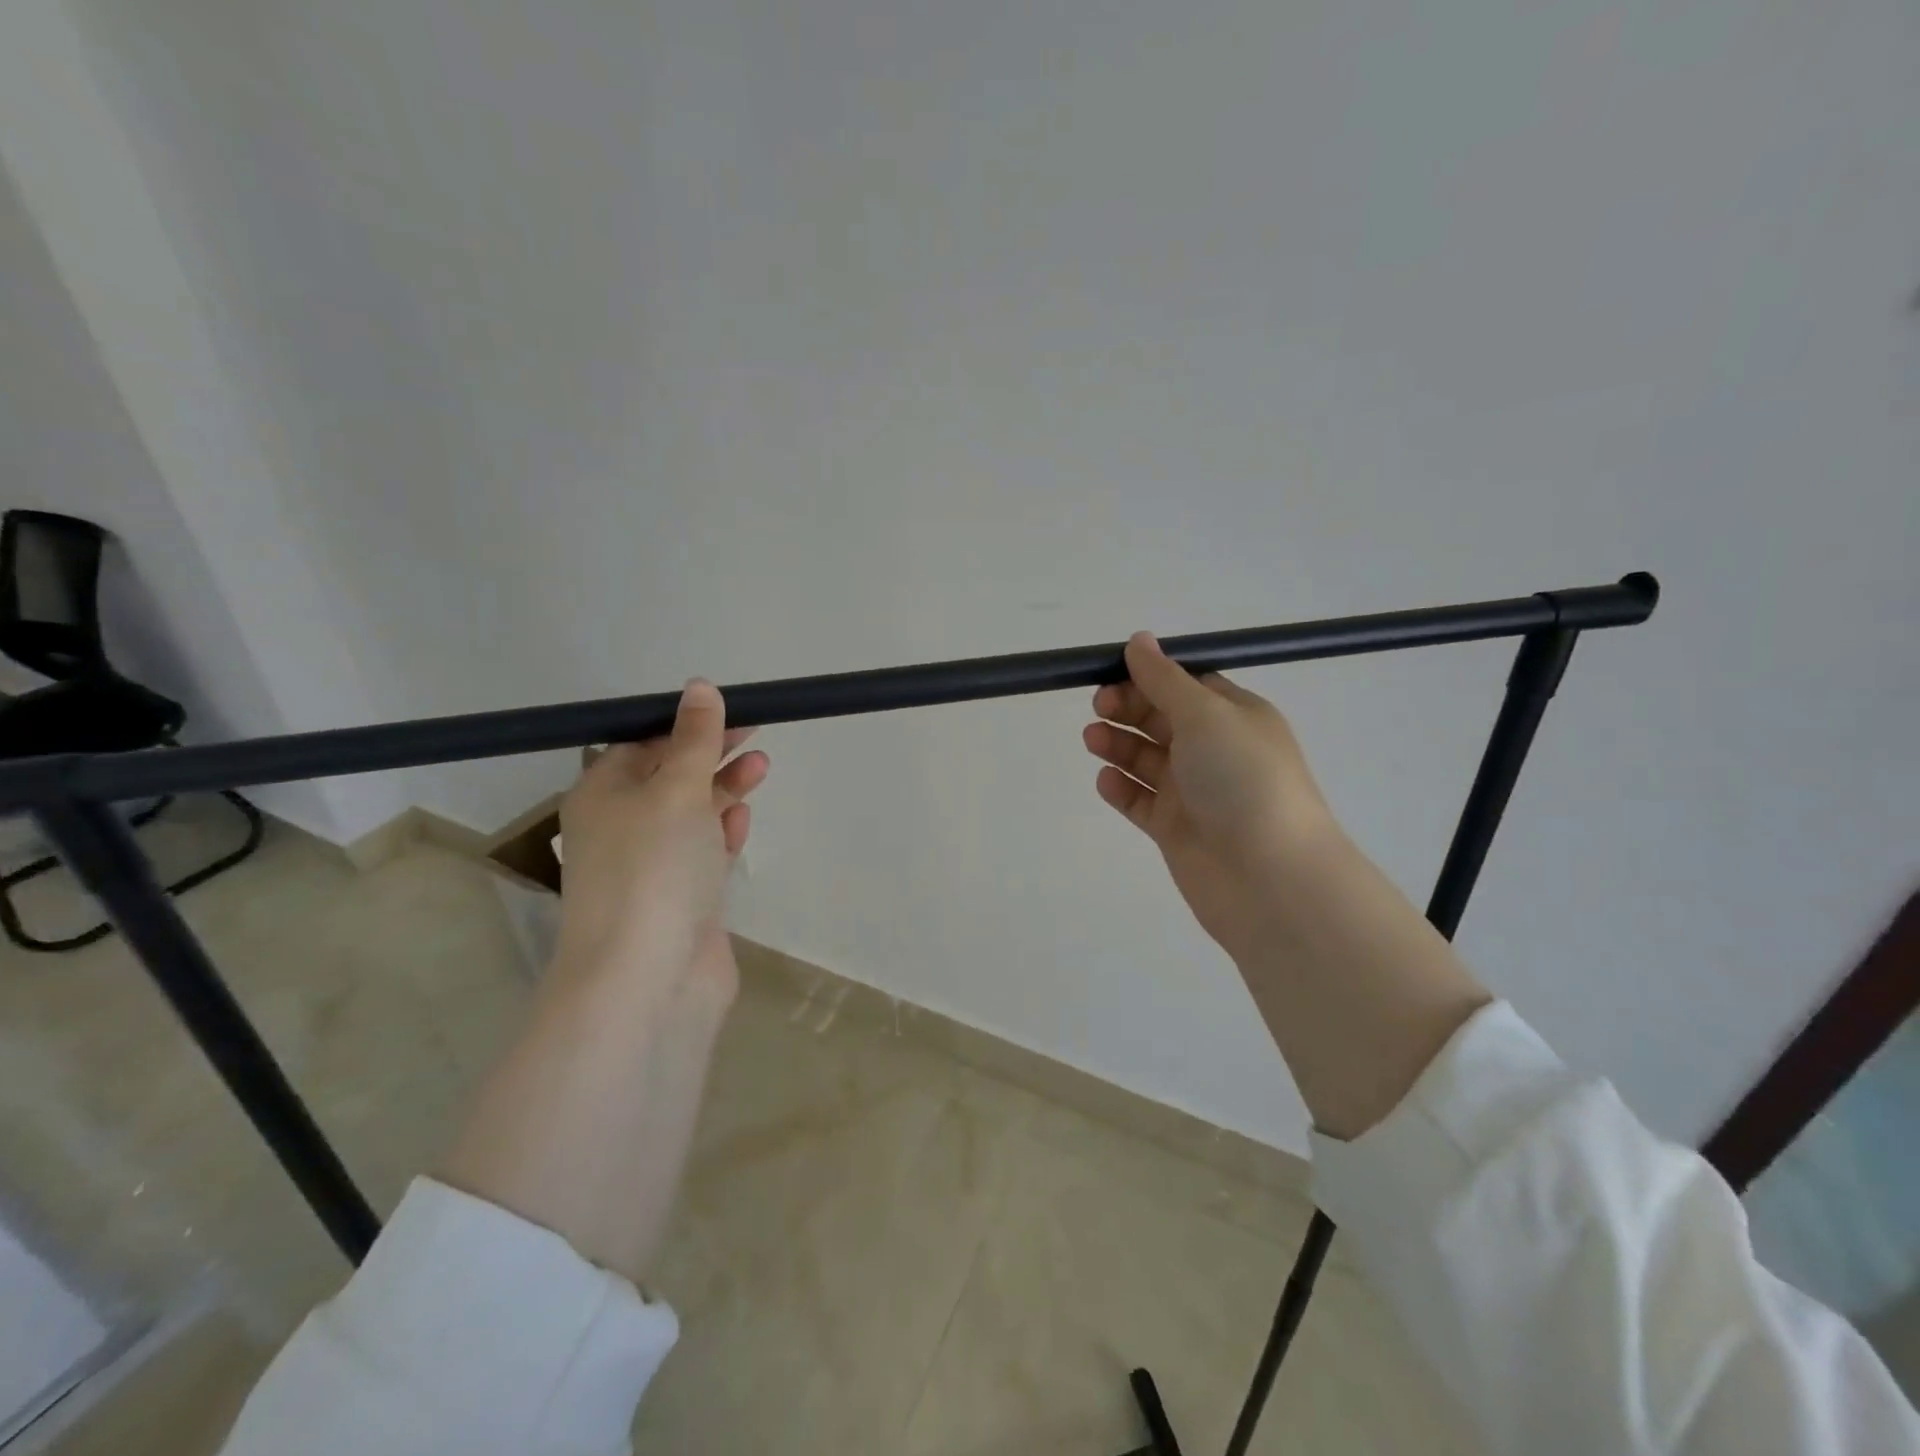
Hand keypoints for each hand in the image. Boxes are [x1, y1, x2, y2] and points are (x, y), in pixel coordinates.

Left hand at [551, 680, 768, 1010]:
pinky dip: (721, 833)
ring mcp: (651, 867)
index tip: (730, 709)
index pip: (641, 744)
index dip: (685, 724)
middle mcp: (621, 827)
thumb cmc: (654, 868)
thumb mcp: (677, 789)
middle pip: (670, 777)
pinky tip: (741, 820)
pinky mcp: (681, 899)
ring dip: (724, 789)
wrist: (647, 979)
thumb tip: (699, 687)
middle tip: (756, 732)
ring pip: (690, 815)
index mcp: (601, 795)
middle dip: (712, 753)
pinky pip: (702, 853)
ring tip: (762, 767)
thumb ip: (695, 739)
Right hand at [1083, 633, 1338, 964]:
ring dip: (1118, 744)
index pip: (1185, 685)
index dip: (1148, 676)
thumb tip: (1139, 639)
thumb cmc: (1243, 780)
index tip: (1111, 673)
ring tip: (1093, 740)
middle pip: (1161, 719)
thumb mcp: (1205, 714)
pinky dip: (1121, 788)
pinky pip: (1140, 800)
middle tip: (1099, 708)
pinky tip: (1105, 780)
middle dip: (1128, 708)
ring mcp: (1195, 792)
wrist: (1269, 877)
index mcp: (1234, 717)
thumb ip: (1165, 678)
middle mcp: (1215, 751)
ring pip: (1146, 759)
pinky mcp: (1175, 829)